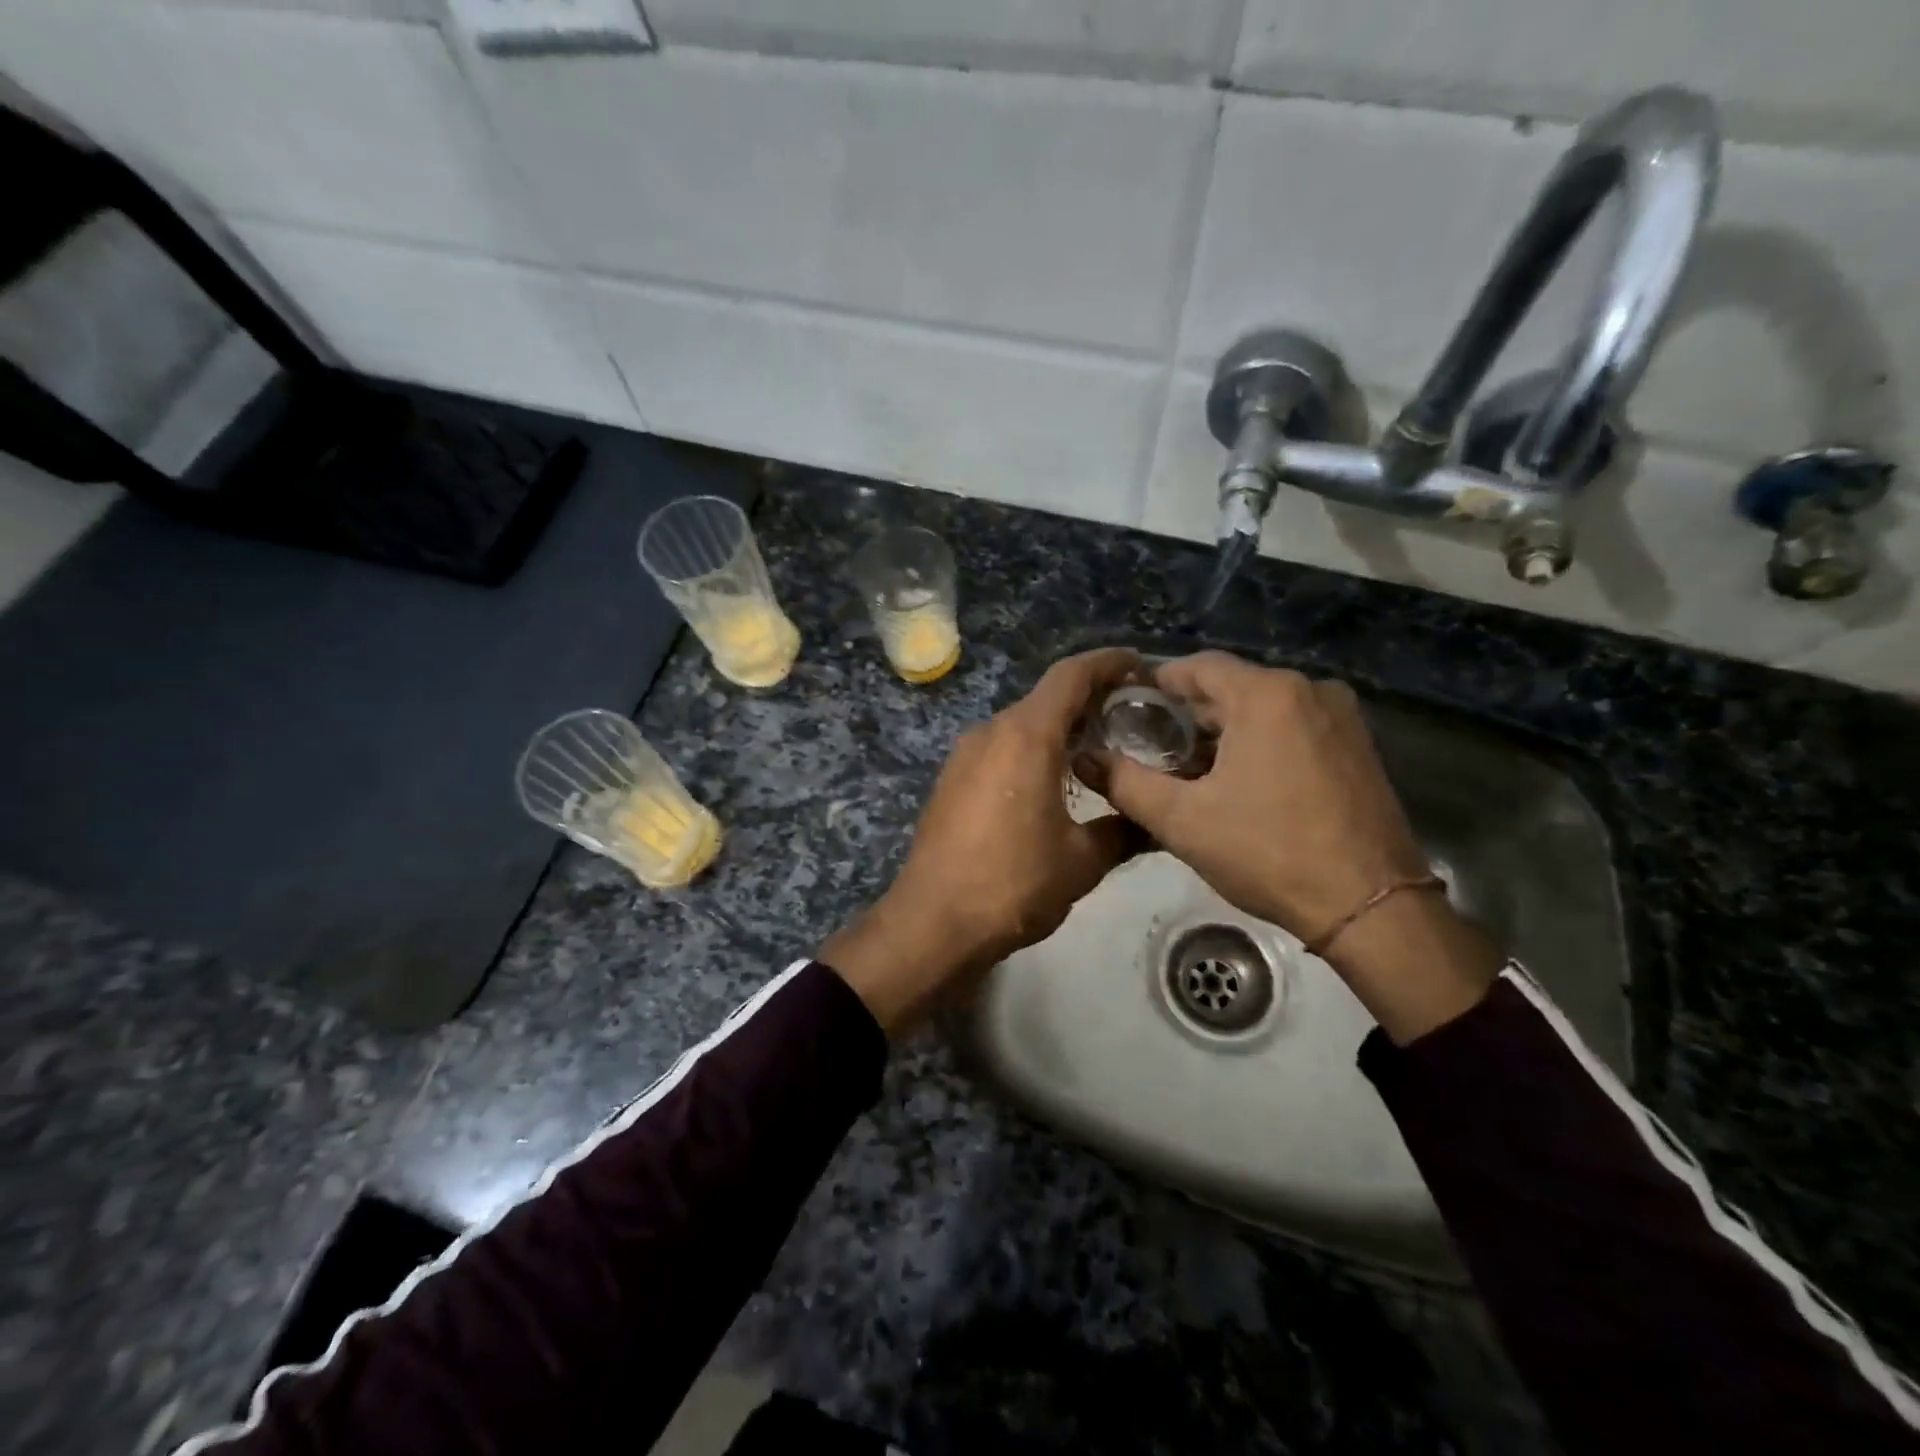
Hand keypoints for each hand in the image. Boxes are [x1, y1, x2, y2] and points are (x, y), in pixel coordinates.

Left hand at [822, 647, 1145, 1035]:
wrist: (933, 921)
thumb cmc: (1013, 883)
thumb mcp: (1082, 861)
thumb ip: (1124, 831)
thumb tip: (1153, 823)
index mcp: (1026, 736)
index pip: (1071, 675)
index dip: (1109, 663)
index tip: (1141, 667)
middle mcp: (991, 732)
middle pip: (1046, 699)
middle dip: (1090, 702)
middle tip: (1132, 720)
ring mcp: (964, 754)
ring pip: (1021, 725)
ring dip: (1059, 730)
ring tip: (1098, 753)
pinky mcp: (951, 779)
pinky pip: (1000, 749)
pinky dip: (1031, 751)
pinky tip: (1052, 783)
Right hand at [1091, 652, 1497, 1043]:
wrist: (1372, 908)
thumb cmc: (1269, 853)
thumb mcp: (1182, 820)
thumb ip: (1124, 782)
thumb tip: (1084, 759)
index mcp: (1267, 695)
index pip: (1197, 667)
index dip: (1156, 685)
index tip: (1127, 711)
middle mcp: (1309, 690)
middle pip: (1231, 688)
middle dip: (1189, 717)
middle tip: (1151, 751)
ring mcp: (1341, 718)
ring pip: (1263, 710)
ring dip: (1224, 734)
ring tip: (1190, 774)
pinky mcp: (1358, 747)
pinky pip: (1293, 728)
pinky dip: (1260, 745)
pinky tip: (1240, 784)